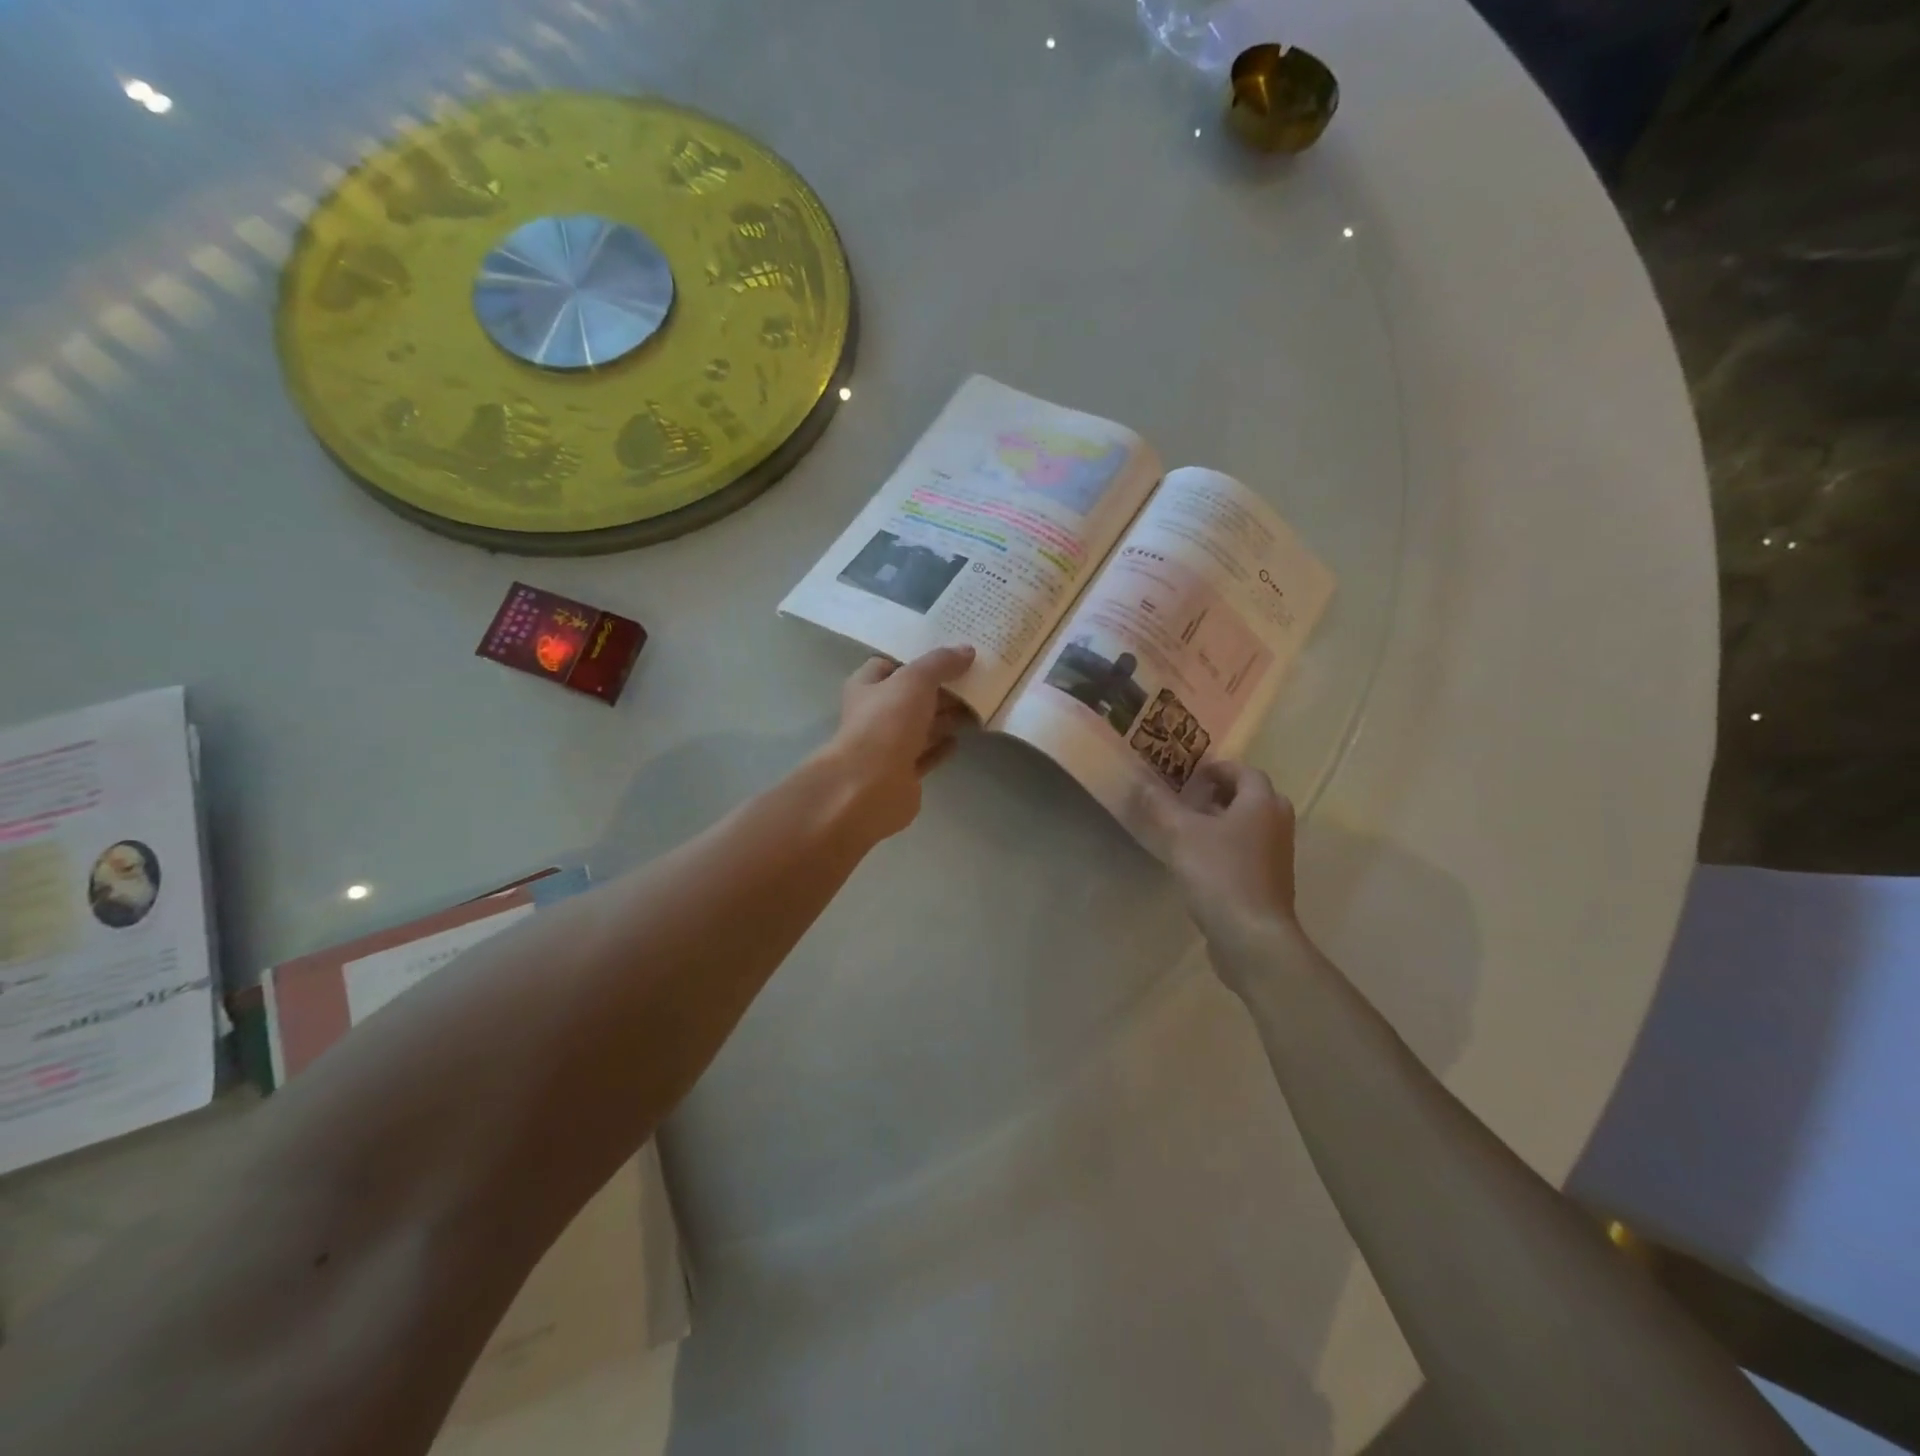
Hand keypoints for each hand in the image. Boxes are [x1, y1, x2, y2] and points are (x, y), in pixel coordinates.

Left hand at [817, 645, 975, 840]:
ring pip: (920, 726)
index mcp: (867, 687)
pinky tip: (960, 740)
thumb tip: (967, 650)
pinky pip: (925, 755)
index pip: (888, 665)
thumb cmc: (887, 722)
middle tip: (974, 681)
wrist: (870, 786)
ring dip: (945, 718)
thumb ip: (940, 663)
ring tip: (977, 707)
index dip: (916, 659)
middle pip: (910, 696)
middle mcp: (874, 714)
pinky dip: (941, 747)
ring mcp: (887, 746)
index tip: (948, 656)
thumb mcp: (915, 680)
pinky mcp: (902, 773)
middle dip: (939, 689)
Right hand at [1143, 761, 1301, 959]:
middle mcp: (1277, 823)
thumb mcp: (1181, 834)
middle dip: (1224, 793)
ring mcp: (1279, 855)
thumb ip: (1160, 806)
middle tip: (1193, 798)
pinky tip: (1203, 861)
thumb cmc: (1219, 874)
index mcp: (1261, 803)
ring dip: (1227, 820)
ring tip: (1192, 828)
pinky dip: (1231, 845)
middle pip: (1253, 797)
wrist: (1252, 936)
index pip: (1245, 772)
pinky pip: (1252, 850)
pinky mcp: (1273, 882)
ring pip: (1253, 825)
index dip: (1218, 768)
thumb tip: (1141, 781)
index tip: (1192, 774)